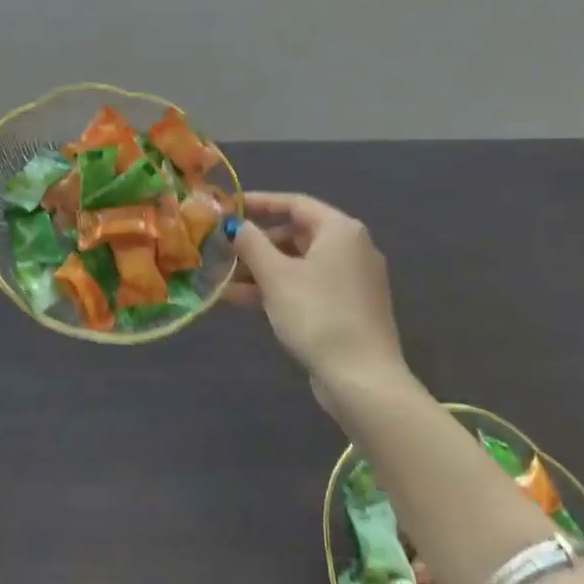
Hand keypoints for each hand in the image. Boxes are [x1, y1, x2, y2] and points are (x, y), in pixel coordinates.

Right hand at [228, 191, 402, 385]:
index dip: (259, 203)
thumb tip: (236, 225)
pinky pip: (307, 286)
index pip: (294, 203)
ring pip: (298, 264)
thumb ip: (251, 243)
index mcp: (340, 230)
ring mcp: (352, 280)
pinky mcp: (348, 308)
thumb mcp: (275, 275)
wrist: (362, 380)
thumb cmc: (317, 314)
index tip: (229, 208)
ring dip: (260, 270)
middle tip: (222, 249)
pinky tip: (241, 300)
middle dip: (256, 243)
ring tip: (222, 279)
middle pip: (295, 234)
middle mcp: (351, 248)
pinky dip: (277, 289)